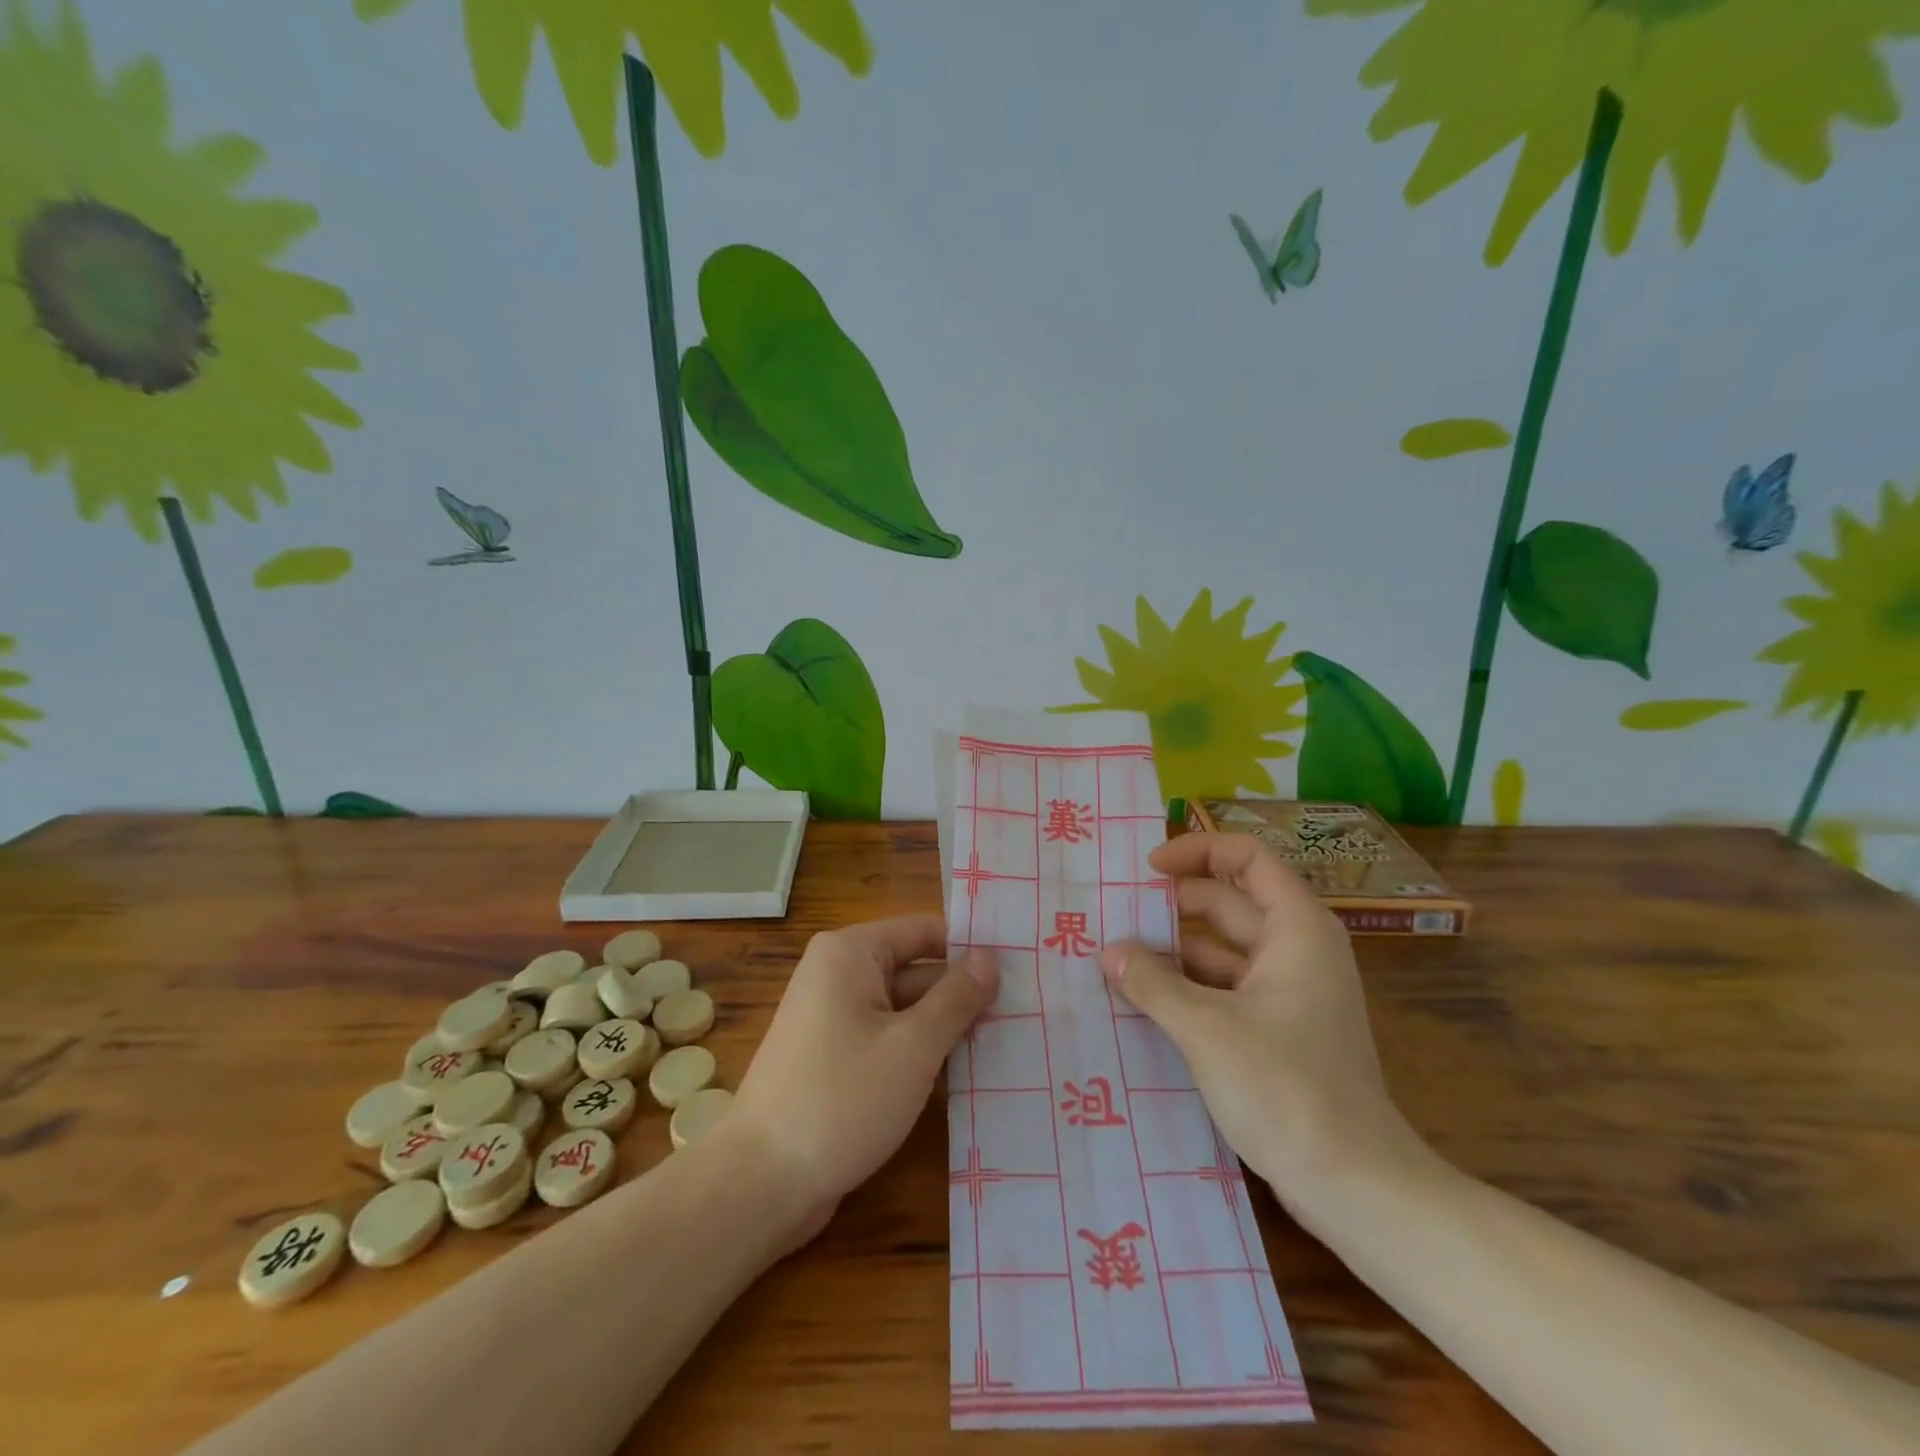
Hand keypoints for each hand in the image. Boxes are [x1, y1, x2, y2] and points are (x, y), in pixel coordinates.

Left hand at [728, 914, 997, 1242]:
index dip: (971, 949)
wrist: (760, 1184)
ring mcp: (837, 1019)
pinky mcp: (838, 1059)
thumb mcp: (912, 1046)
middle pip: (918, 971)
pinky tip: (969, 1078)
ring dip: (949, 1030)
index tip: (1023, 969)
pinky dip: (923, 1055)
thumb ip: (956, 998)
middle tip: (1028, 1014)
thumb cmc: (840, 1100)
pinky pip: (891, 1041)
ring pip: (908, 1011)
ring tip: (1012, 1045)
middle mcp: (841, 975)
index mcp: (852, 953)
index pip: (926, 931)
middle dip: (965, 995)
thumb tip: (991, 957)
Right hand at [1100, 832, 1430, 1221]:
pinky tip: (1143, 1001)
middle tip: (1113, 915)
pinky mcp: (1278, 1029)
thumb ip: (1151, 982)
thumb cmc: (1285, 1088)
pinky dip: (1186, 988)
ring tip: (1115, 957)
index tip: (1146, 869)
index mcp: (1295, 928)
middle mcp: (1296, 949)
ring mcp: (1288, 991)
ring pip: (1221, 950)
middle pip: (1228, 901)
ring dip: (1172, 951)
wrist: (1355, 1185)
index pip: (1247, 857)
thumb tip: (1108, 951)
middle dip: (1171, 905)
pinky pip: (1224, 988)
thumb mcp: (1205, 1028)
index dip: (1196, 851)